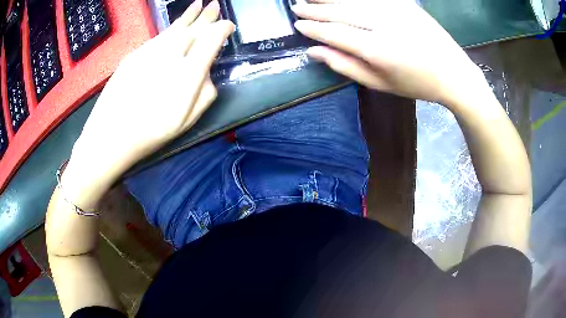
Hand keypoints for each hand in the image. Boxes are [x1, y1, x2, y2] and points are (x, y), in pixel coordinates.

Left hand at [62, 0, 233, 208]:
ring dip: (188, 16)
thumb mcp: (187, 120)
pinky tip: (174, 27)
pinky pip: (158, 37)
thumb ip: (206, 93)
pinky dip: (170, 29)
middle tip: (215, 6)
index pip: (211, 39)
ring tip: (198, 5)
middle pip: (193, 28)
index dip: (222, 29)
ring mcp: (149, 51)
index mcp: (188, 71)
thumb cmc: (151, 132)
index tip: (228, 27)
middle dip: (206, 16)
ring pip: (174, 28)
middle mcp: (170, 54)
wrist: (110, 134)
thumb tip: (207, 73)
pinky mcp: (134, 54)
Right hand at [292, 0, 489, 104]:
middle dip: (315, 9)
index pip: (333, 32)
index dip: (313, 28)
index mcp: (376, 50)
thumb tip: (315, 52)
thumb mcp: (380, 83)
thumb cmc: (416, 84)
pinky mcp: (403, 3)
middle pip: (340, 11)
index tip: (297, 24)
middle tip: (296, 6)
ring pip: (352, 0)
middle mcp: (382, 24)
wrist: (453, 73)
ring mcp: (394, 9)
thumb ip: (345, 66)